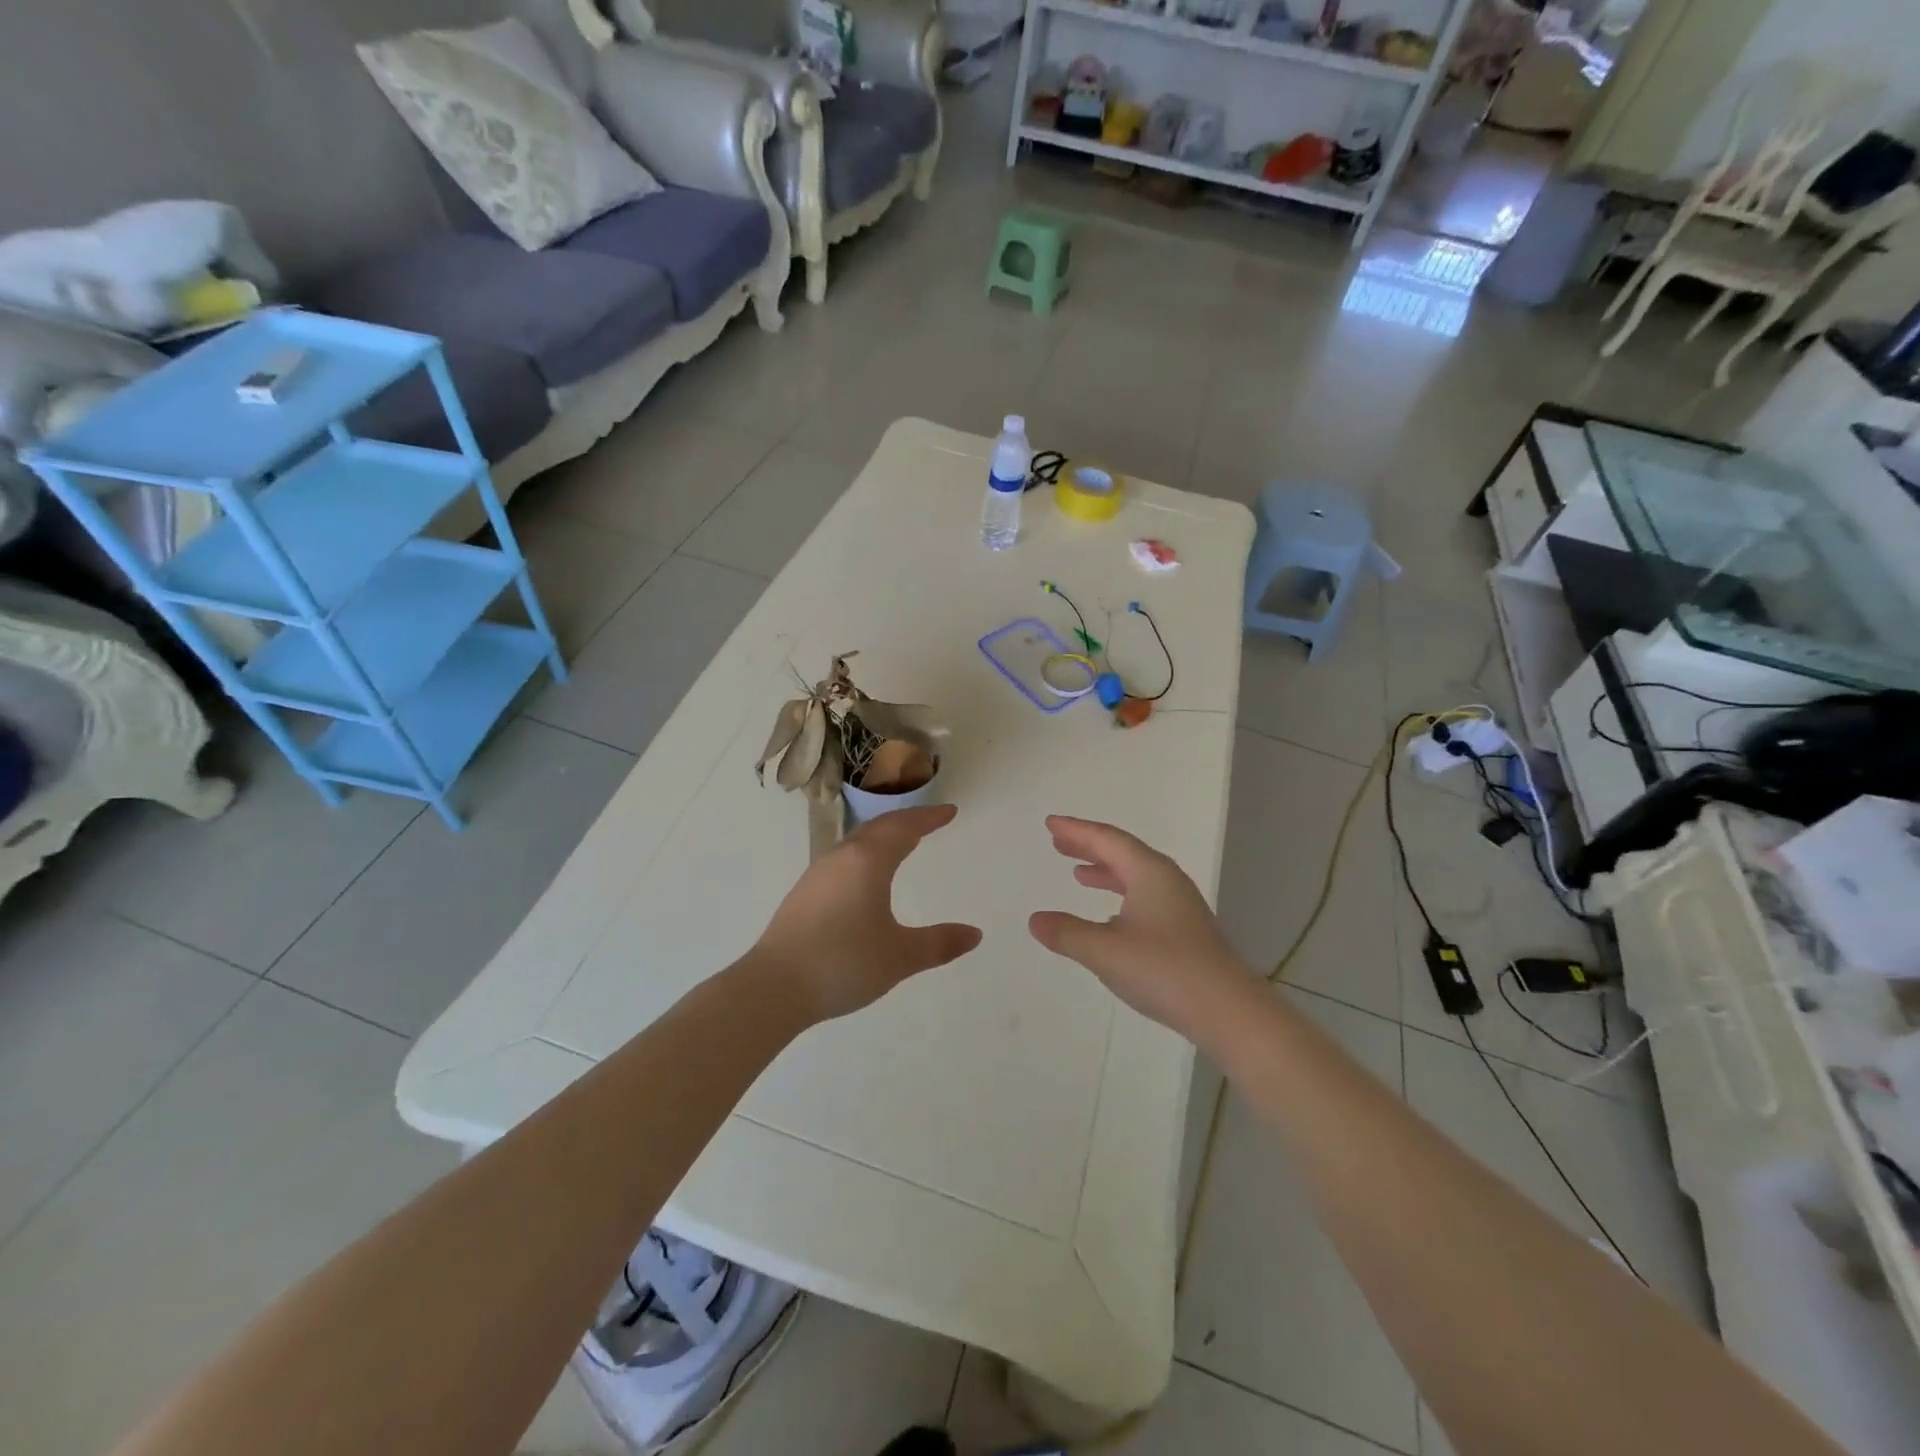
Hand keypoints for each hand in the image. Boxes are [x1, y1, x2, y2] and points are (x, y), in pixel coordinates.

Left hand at [753, 804, 981, 1022]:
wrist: (774, 987)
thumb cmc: (844, 963)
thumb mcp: (900, 956)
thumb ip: (939, 943)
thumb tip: (975, 934)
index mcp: (868, 862)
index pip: (904, 828)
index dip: (929, 818)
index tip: (950, 812)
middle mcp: (841, 858)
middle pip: (879, 827)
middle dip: (907, 821)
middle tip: (930, 821)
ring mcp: (818, 874)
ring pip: (857, 841)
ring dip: (883, 835)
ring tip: (901, 842)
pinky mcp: (803, 893)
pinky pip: (843, 858)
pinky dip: (865, 853)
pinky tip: (864, 874)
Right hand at [1028, 816, 1251, 1041]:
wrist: (1229, 1011)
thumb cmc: (1165, 971)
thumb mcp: (1105, 951)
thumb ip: (1067, 934)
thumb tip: (1035, 920)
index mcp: (1149, 872)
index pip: (1107, 839)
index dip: (1076, 830)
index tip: (1051, 823)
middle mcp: (1166, 880)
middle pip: (1122, 852)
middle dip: (1089, 845)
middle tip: (1058, 843)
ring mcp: (1179, 905)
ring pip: (1135, 875)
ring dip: (1105, 870)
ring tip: (1078, 873)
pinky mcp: (1185, 930)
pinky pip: (1144, 896)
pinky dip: (1120, 894)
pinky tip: (1110, 916)